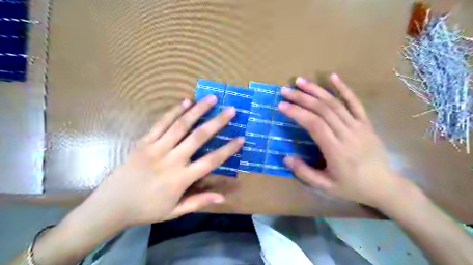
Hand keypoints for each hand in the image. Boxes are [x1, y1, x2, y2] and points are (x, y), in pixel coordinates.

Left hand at [81, 96, 241, 228]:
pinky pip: (161, 123)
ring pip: (180, 125)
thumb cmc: (146, 209)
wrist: (111, 205)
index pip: (211, 161)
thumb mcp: (174, 211)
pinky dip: (174, 111)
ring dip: (197, 110)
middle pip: (198, 137)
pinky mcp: (143, 142)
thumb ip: (199, 202)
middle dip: (217, 122)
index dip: (228, 149)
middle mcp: (171, 159)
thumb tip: (222, 197)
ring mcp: (156, 148)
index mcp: (181, 178)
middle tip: (231, 110)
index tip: (241, 138)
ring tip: (211, 98)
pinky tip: (185, 101)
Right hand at [278, 74, 408, 207]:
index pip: (314, 124)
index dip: (297, 112)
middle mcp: (348, 134)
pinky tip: (333, 76)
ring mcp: (359, 126)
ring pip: (335, 103)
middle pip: (323, 110)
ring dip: (317, 90)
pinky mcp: (366, 123)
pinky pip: (355, 102)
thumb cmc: (353, 187)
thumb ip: (304, 173)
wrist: (385, 186)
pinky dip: (344, 88)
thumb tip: (286, 157)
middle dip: (302, 98)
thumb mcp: (326, 187)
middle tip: (285, 90)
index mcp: (336, 151)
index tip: (282, 105)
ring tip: (300, 81)